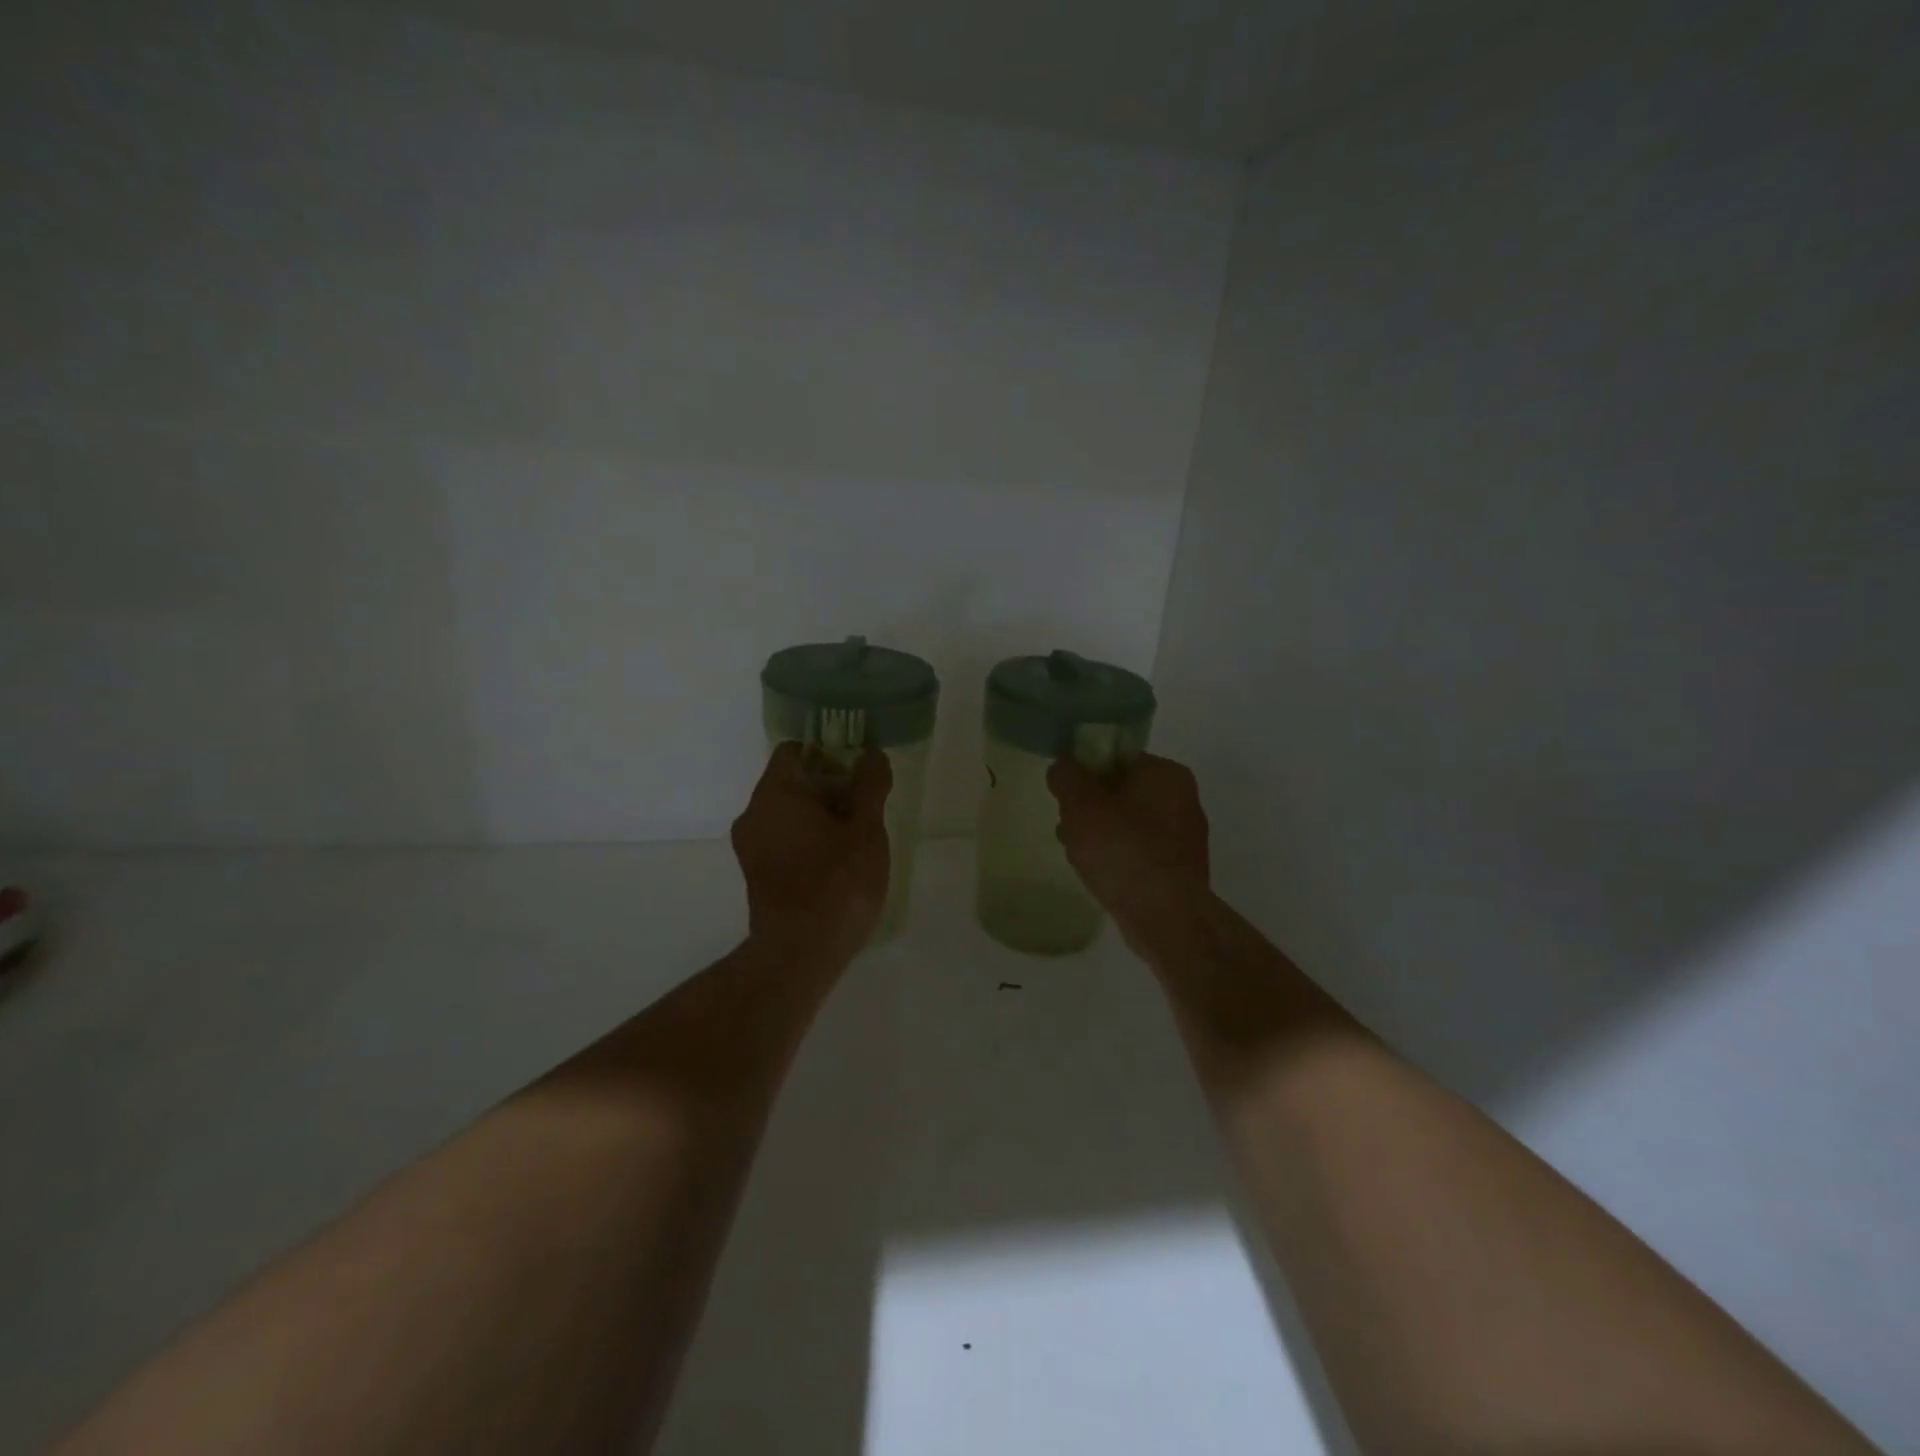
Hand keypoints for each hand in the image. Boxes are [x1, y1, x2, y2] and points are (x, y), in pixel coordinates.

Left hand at [732, 742, 892, 966]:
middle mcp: (753, 814)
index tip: (858, 774)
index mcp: (775, 794)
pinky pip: (782, 841)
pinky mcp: (755, 875)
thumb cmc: (837, 883)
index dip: (829, 754)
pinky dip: (807, 841)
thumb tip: (872, 754)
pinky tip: (837, 865)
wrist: (800, 953)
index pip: (794, 751)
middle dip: (830, 789)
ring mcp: (750, 847)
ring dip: (821, 818)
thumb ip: (870, 786)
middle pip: (792, 782)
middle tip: (866, 810)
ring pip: (788, 814)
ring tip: (857, 840)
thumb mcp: (866, 830)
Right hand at [1049, 753, 1211, 929]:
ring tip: (1076, 854)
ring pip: (1130, 826)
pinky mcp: (1181, 872)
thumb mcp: (1081, 806)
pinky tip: (1099, 875)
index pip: (1118, 759)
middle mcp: (1184, 800)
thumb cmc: (1122, 849)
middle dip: (1091, 808)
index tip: (1065, 794)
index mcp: (1167, 774)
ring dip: (1102, 835)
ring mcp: (1185, 839)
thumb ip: (1067, 778)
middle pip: (1123, 793)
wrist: (1164, 915)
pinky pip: (1141, 854)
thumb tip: (1062, 765)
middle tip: (1067, 825)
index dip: (1086, 773)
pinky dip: (1119, 859)